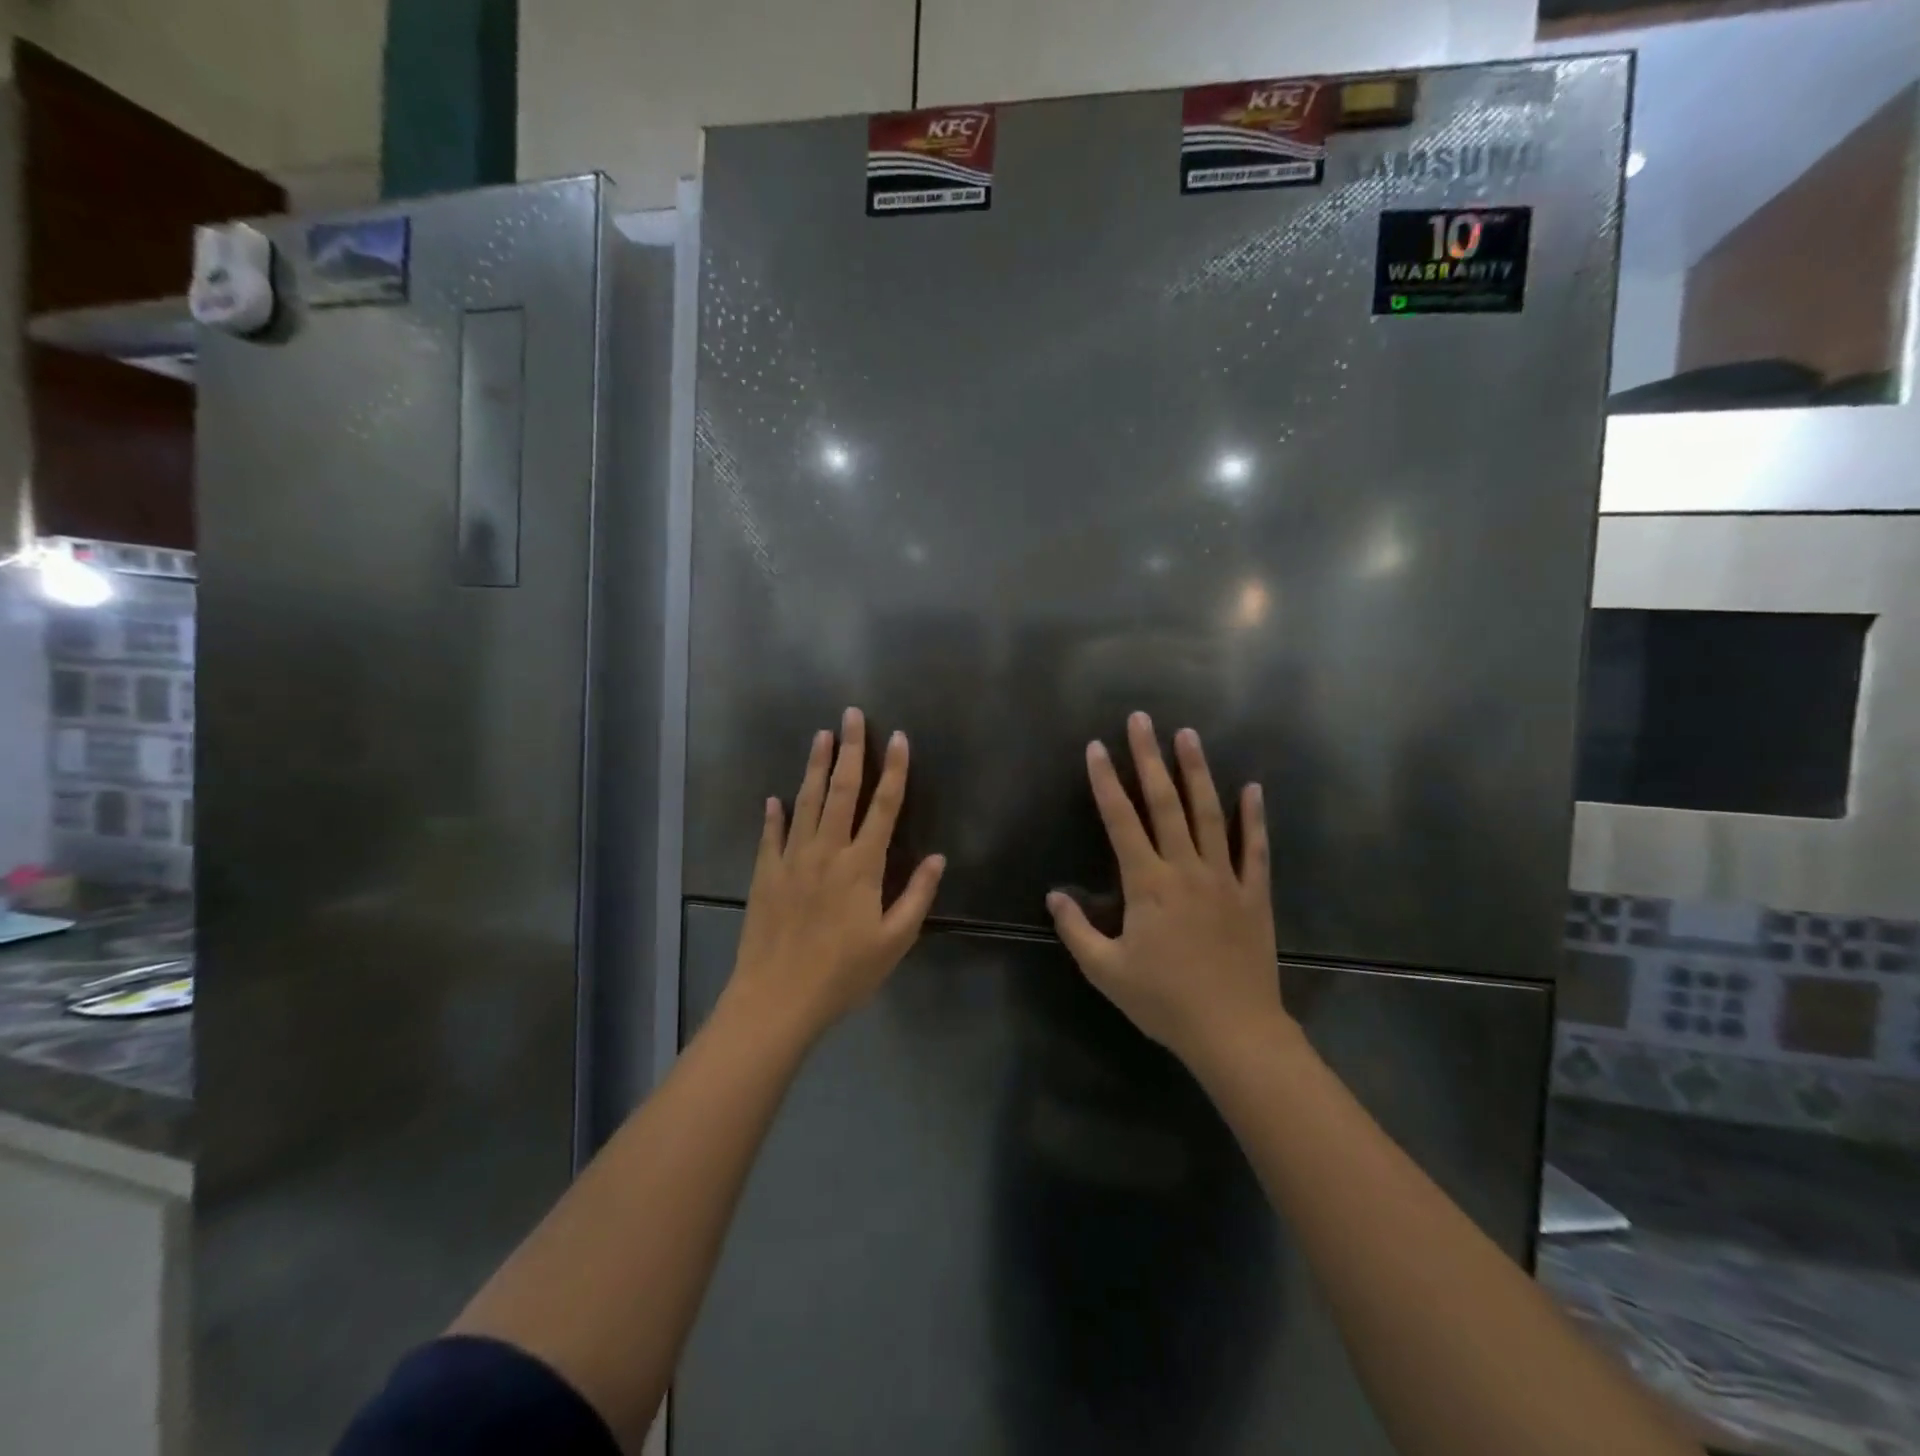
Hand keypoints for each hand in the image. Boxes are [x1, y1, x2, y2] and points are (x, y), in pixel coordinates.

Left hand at [724, 707, 945, 1042]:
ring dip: (815, 766)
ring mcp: (792, 859)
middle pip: (842, 790)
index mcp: (863, 865)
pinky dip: (774, 814)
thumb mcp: (894, 941)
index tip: (899, 738)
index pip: (884, 806)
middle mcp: (827, 850)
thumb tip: (938, 858)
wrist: (778, 998)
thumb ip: (917, 896)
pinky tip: (775, 797)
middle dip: (850, 749)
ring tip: (821, 736)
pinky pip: (771, 835)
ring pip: (806, 802)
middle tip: (852, 715)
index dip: (894, 770)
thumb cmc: (844, 973)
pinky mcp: (766, 873)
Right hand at [1047, 712, 1290, 1072]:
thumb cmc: (1163, 1001)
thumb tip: (1054, 896)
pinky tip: (1253, 788)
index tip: (1095, 747)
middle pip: (1165, 803)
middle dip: (1149, 758)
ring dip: (1197, 772)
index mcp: (1148, 884)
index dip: (1105, 782)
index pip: (1121, 821)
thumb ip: (1076, 930)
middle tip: (1142, 720)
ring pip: (1209, 814)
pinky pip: (1254, 848)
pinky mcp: (1254, 894)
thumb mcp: (1106, 971)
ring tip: (1188, 735)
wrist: (1234, 1031)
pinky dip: (1253, 817)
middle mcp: (1185, 869)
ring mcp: (1224, 878)